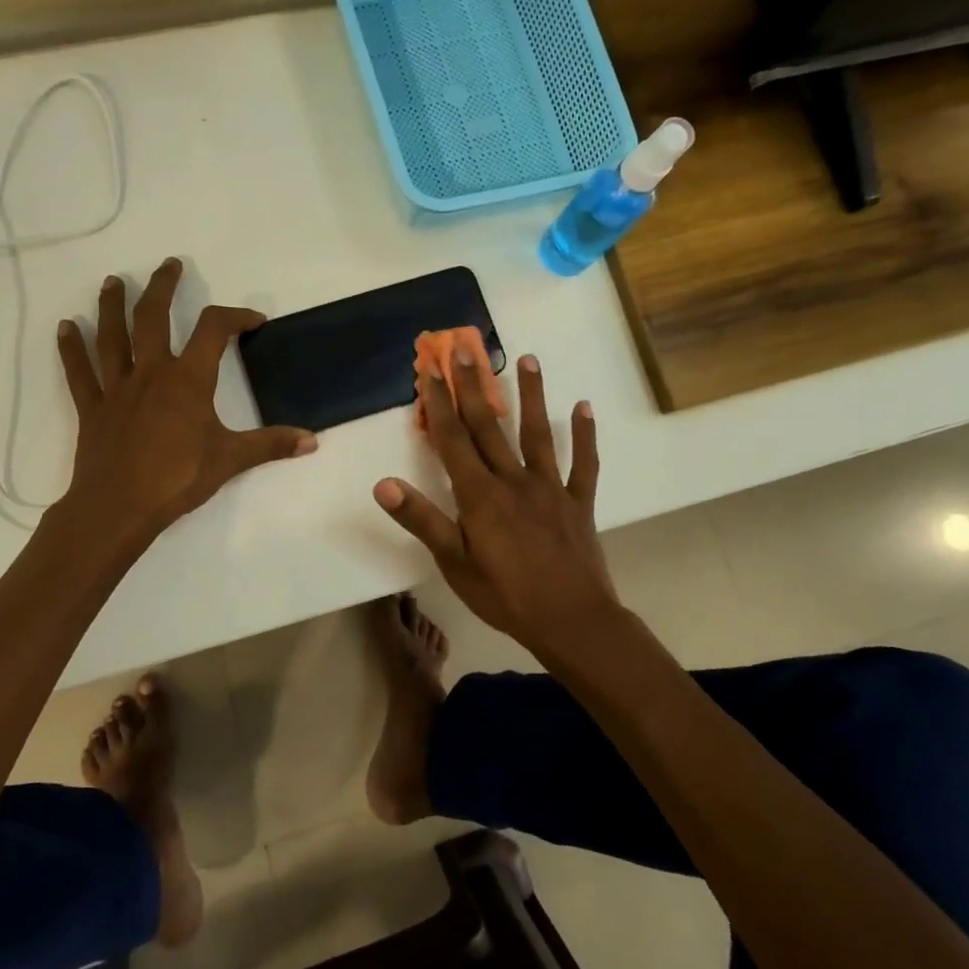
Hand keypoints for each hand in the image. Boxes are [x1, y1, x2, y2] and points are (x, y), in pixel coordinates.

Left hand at [57, 258, 315, 542]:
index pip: (214, 330)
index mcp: (188, 379)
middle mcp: (151, 372)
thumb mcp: (231, 460)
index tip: (253, 321)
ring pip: (112, 336)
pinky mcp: (93, 408)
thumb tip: (313, 440)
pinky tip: (65, 327)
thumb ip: (272, 445)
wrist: (120, 507)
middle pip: (153, 317)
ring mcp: (118, 388)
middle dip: (162, 287)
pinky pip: (80, 372)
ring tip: (113, 281)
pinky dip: (72, 349)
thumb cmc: (178, 478)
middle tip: (169, 265)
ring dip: (112, 306)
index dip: (235, 317)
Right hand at [373, 352, 616, 662]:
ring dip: (532, 396)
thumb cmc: (505, 595)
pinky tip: (584, 408)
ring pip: (538, 434)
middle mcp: (514, 480)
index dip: (440, 403)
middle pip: (489, 426)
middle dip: (474, 385)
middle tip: (465, 347)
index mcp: (480, 495)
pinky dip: (585, 436)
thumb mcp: (454, 562)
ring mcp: (550, 488)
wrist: (571, 620)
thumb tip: (384, 484)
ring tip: (529, 359)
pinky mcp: (578, 503)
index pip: (454, 439)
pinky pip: (584, 464)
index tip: (431, 368)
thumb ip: (421, 519)